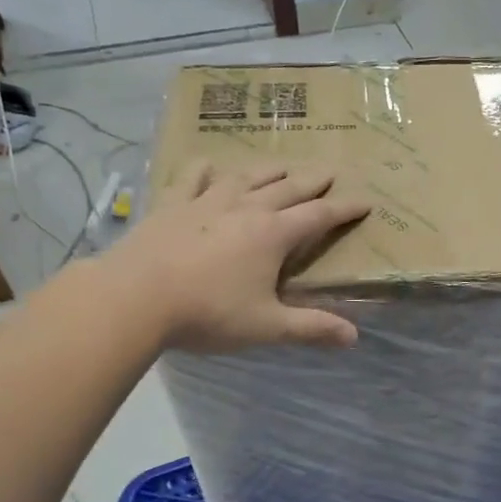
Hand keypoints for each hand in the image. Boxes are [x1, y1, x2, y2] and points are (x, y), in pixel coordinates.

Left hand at [109, 161, 369, 352]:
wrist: (135, 297)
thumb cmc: (208, 313)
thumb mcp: (266, 326)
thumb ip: (311, 328)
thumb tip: (354, 337)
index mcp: (273, 235)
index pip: (318, 216)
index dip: (344, 209)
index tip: (364, 201)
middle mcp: (246, 209)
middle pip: (287, 188)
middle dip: (312, 180)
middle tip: (330, 170)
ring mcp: (206, 202)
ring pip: (246, 177)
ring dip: (269, 170)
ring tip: (282, 164)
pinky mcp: (172, 204)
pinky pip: (193, 178)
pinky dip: (205, 169)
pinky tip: (209, 165)